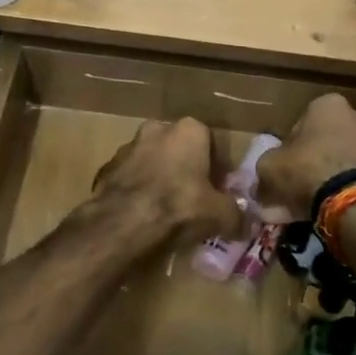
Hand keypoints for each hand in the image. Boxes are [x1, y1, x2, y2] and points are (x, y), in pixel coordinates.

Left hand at [94, 118, 242, 242]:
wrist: (123, 222)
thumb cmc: (179, 206)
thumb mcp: (220, 215)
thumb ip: (238, 217)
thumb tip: (248, 225)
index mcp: (189, 130)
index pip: (211, 143)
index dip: (217, 169)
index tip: (218, 191)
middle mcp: (157, 129)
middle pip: (179, 149)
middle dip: (186, 169)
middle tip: (193, 199)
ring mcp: (128, 147)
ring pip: (152, 161)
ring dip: (159, 179)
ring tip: (166, 210)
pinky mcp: (106, 168)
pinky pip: (130, 179)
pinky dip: (138, 192)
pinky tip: (143, 216)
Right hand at [256, 94, 355, 219]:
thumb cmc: (308, 170)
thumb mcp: (269, 167)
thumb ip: (267, 165)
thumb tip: (266, 175)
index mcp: (329, 105)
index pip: (303, 121)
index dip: (291, 145)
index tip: (285, 166)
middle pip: (329, 139)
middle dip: (316, 159)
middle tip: (301, 185)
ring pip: (348, 160)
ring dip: (335, 176)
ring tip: (318, 204)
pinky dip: (351, 191)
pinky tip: (336, 211)